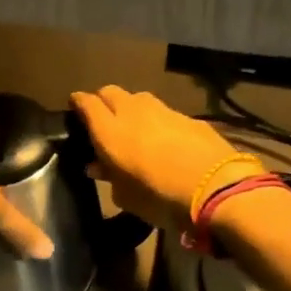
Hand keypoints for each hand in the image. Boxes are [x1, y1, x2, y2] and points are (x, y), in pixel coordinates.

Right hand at [70, 85, 245, 235]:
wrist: (216, 189)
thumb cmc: (160, 198)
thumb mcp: (126, 197)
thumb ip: (109, 176)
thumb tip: (97, 166)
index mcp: (109, 131)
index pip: (86, 103)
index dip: (78, 103)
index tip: (75, 109)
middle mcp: (132, 112)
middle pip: (110, 92)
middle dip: (103, 101)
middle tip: (102, 119)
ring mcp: (163, 110)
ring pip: (138, 98)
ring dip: (131, 108)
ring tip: (133, 127)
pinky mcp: (188, 116)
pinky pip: (164, 112)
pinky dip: (157, 120)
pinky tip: (164, 138)